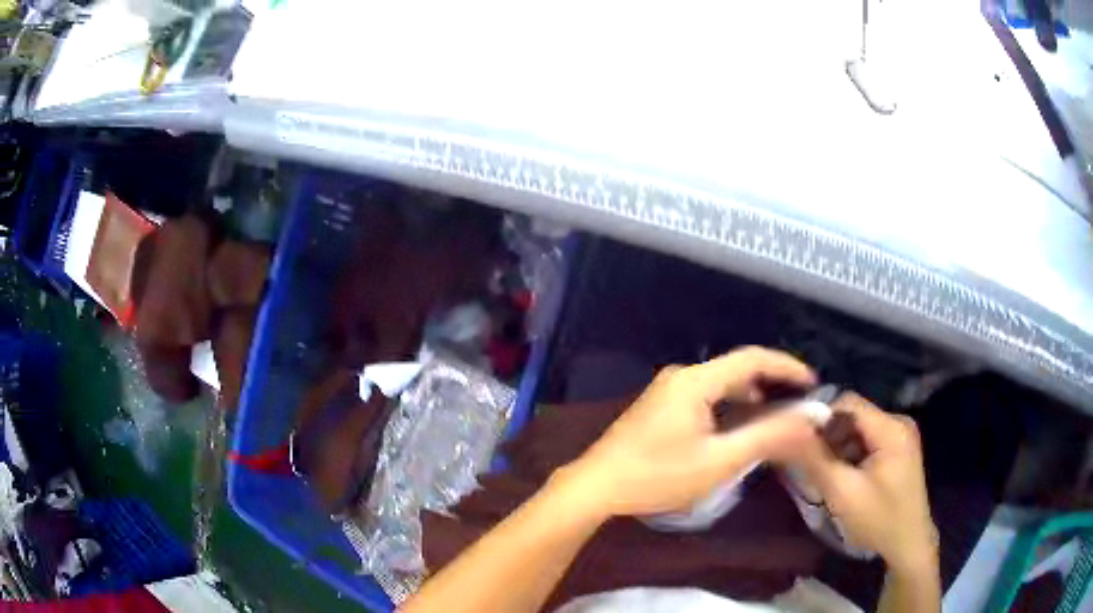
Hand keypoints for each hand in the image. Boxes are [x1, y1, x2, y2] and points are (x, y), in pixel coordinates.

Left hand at [562, 347, 817, 517]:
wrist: (596, 486)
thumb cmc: (658, 476)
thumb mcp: (719, 461)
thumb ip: (767, 437)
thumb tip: (809, 418)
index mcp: (696, 381)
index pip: (752, 358)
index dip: (786, 366)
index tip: (813, 381)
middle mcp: (681, 376)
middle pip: (736, 369)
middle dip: (770, 382)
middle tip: (797, 402)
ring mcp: (666, 390)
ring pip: (720, 383)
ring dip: (749, 395)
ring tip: (774, 414)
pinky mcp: (659, 405)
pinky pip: (705, 395)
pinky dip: (728, 405)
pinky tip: (736, 425)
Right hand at [797, 393, 936, 574]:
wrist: (909, 544)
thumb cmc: (879, 521)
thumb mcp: (843, 493)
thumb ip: (815, 459)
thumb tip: (785, 430)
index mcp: (892, 428)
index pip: (848, 404)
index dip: (820, 420)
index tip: (800, 447)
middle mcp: (899, 422)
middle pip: (853, 416)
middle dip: (830, 439)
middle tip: (815, 468)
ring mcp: (901, 435)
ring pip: (858, 429)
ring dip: (840, 449)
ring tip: (831, 477)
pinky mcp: (899, 448)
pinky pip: (867, 440)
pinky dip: (852, 455)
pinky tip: (847, 478)